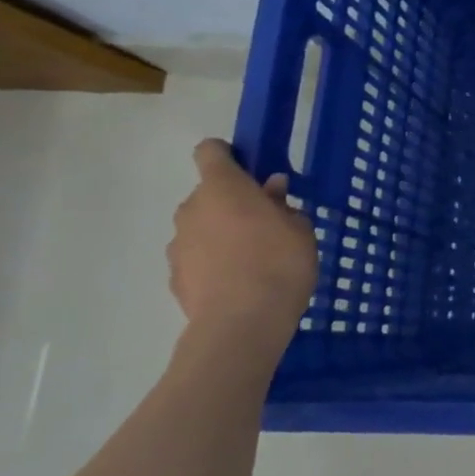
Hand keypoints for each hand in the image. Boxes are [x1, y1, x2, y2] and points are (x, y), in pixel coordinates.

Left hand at [167, 140, 318, 339]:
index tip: (251, 170)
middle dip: (232, 203)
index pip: (210, 152)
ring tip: (254, 259)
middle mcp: (192, 209)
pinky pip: (197, 258)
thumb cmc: (279, 262)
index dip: (228, 155)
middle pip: (208, 194)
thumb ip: (282, 205)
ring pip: (201, 227)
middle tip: (266, 223)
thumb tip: (270, 190)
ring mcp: (178, 244)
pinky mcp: (174, 277)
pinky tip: (238, 283)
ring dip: (221, 234)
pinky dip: (213, 263)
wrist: (242, 323)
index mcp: (222, 188)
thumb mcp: (299, 228)